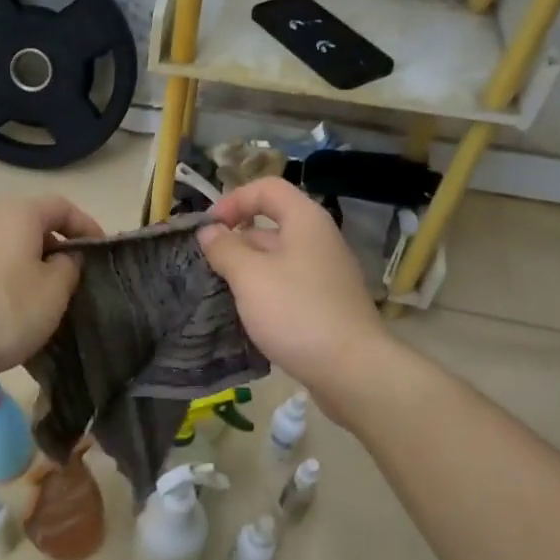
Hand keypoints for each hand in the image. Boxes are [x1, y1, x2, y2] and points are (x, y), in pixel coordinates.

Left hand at [0, 196, 103, 384]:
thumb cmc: (5, 311)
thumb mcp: (54, 290)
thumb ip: (70, 266)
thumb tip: (64, 258)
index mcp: (18, 214)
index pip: (62, 206)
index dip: (87, 226)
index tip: (101, 253)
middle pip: (35, 224)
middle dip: (60, 248)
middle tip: (78, 279)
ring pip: (13, 247)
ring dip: (35, 266)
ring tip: (50, 298)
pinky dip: (12, 279)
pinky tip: (16, 310)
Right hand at [197, 177, 386, 403]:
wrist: (352, 370)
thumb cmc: (297, 312)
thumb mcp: (249, 276)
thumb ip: (225, 248)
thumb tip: (210, 232)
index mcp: (305, 221)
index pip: (266, 188)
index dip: (234, 200)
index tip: (209, 229)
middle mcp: (319, 240)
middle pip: (271, 223)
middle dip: (236, 239)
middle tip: (208, 265)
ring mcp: (325, 273)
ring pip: (277, 258)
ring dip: (246, 268)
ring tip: (220, 291)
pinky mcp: (326, 303)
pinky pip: (288, 284)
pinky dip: (264, 291)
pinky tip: (247, 314)